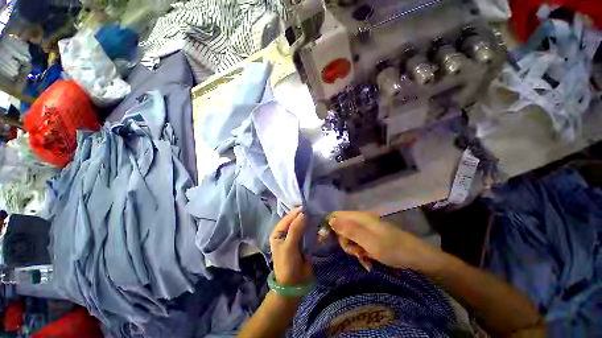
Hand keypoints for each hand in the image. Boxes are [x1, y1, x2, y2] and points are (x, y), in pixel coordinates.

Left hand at [269, 207, 313, 286]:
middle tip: (314, 211)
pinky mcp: (303, 243)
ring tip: (317, 217)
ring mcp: (295, 238)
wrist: (294, 285)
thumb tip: (303, 213)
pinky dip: (313, 230)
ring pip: (302, 226)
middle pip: (295, 221)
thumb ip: (295, 229)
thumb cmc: (287, 264)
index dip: (296, 212)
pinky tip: (318, 227)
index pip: (287, 219)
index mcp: (278, 233)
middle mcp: (286, 233)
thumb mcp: (289, 246)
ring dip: (309, 222)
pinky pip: (308, 233)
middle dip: (303, 216)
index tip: (306, 207)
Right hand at [329, 211, 445, 272]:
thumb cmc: (393, 249)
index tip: (324, 240)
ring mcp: (366, 228)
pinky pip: (358, 242)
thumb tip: (330, 221)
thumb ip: (349, 230)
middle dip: (344, 241)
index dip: (328, 225)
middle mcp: (361, 219)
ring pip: (349, 236)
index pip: (336, 215)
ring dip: (352, 248)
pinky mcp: (370, 235)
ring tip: (363, 258)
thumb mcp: (369, 242)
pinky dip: (360, 251)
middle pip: (341, 227)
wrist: (417, 257)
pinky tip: (367, 260)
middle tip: (354, 253)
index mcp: (359, 217)